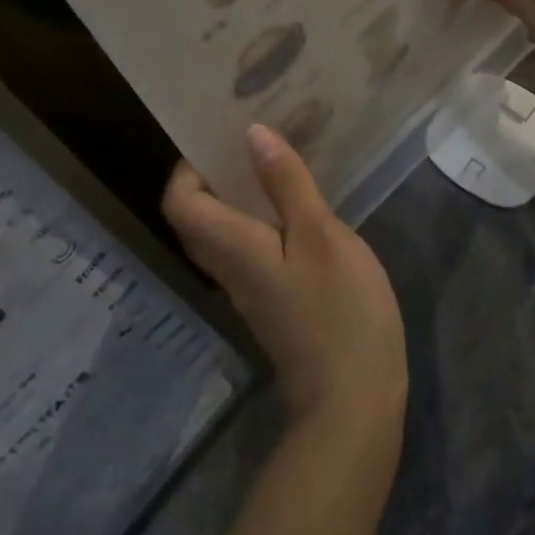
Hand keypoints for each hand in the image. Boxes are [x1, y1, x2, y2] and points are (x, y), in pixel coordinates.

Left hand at [163, 127, 407, 439]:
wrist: (354, 400)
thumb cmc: (339, 310)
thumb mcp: (320, 235)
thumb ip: (285, 184)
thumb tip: (252, 134)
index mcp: (231, 247)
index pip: (180, 202)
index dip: (189, 167)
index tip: (222, 138)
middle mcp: (229, 268)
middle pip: (197, 217)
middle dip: (215, 175)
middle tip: (251, 141)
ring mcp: (251, 288)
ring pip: (225, 233)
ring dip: (240, 196)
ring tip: (277, 162)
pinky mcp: (274, 301)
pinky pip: (250, 249)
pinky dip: (262, 220)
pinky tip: (299, 207)